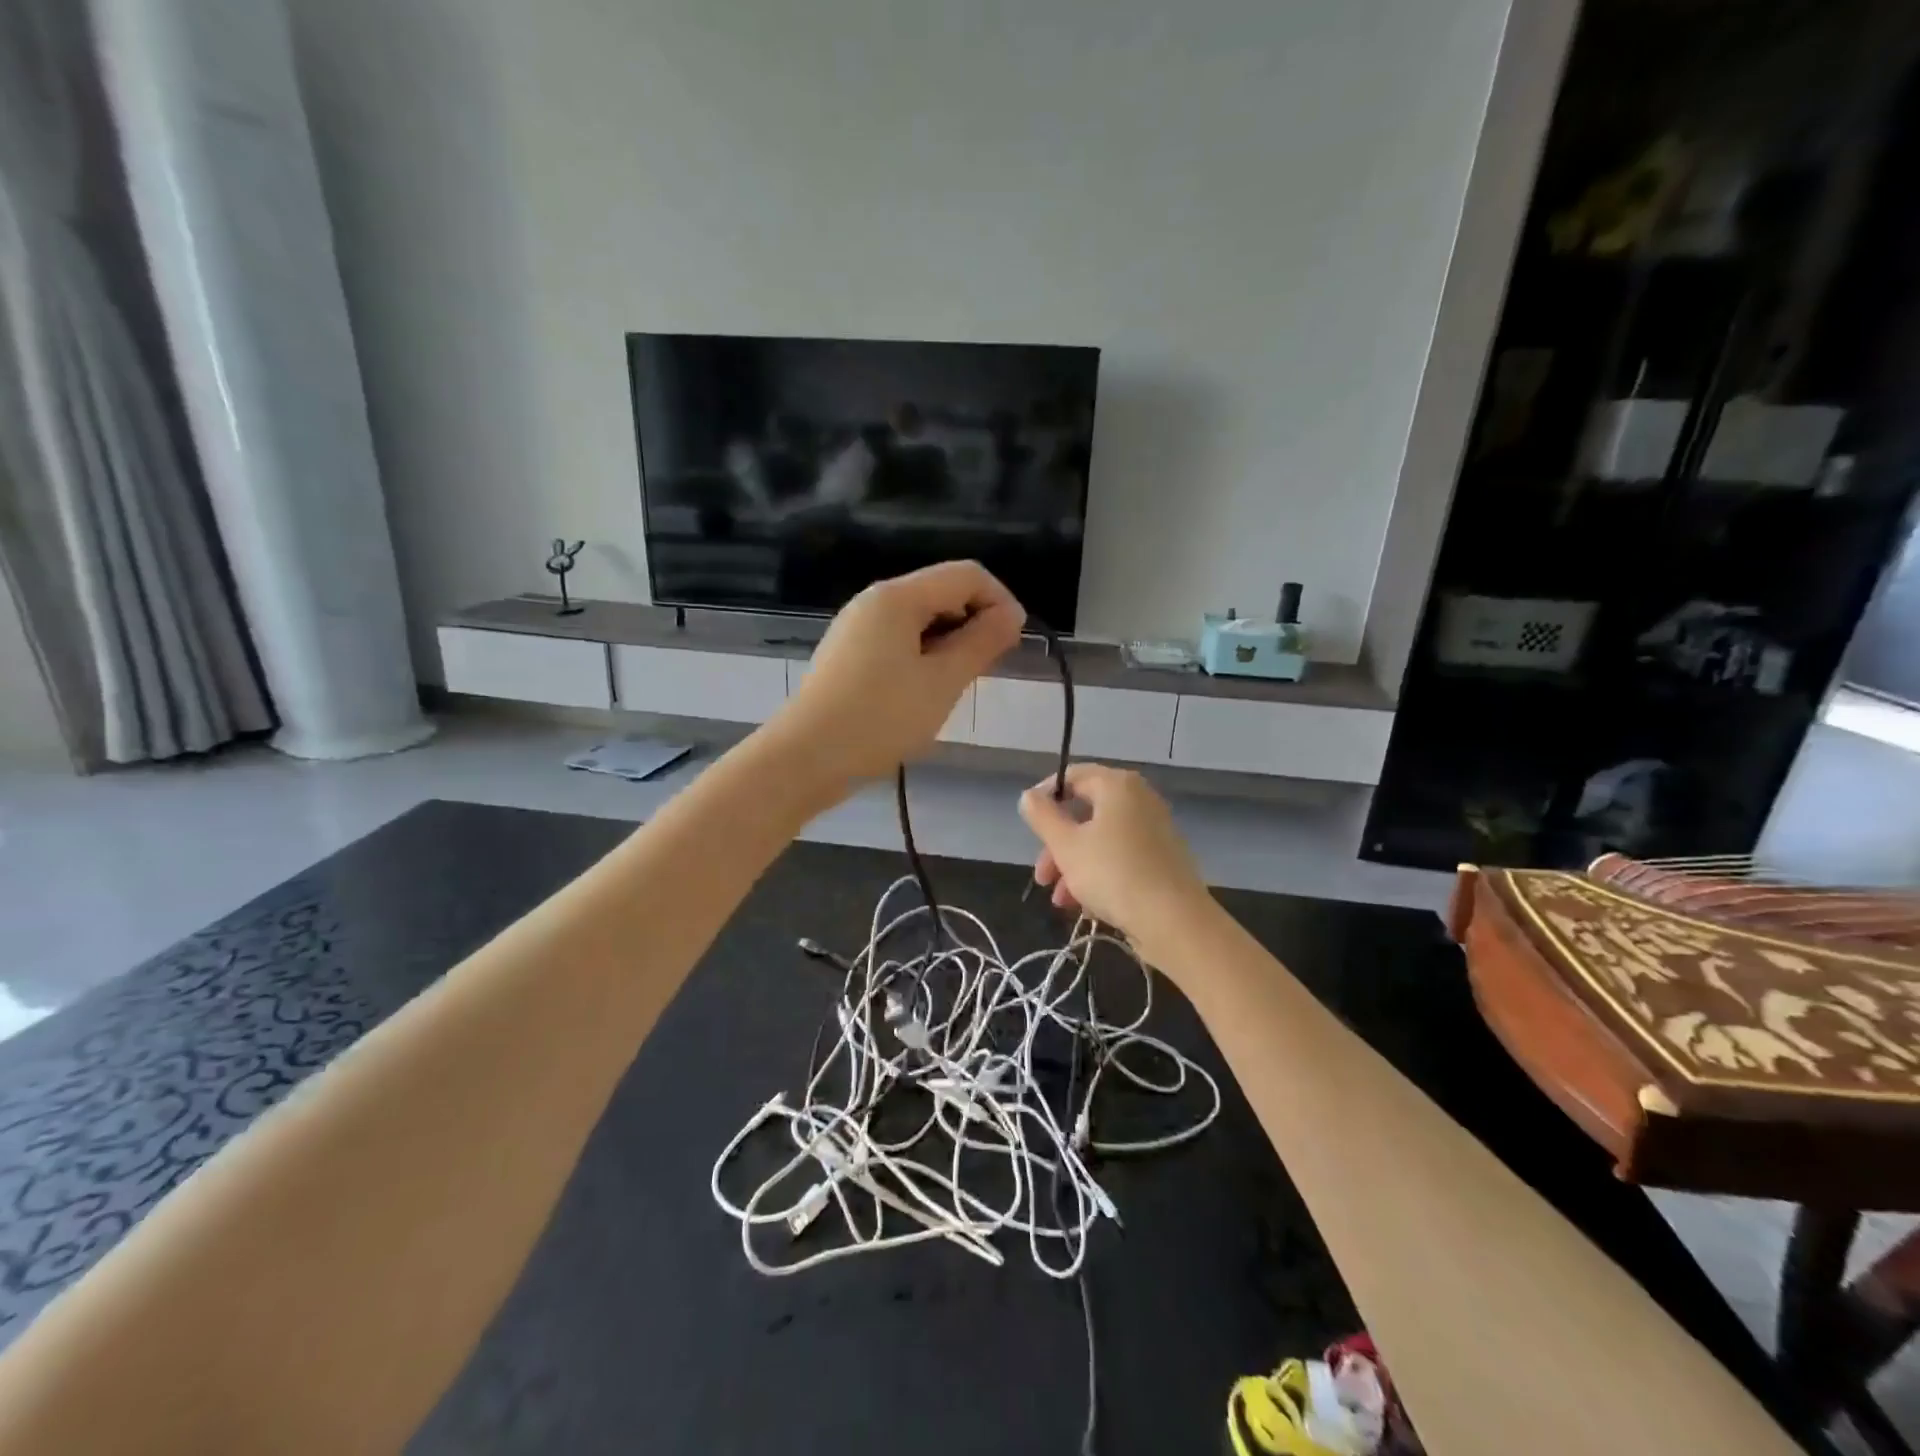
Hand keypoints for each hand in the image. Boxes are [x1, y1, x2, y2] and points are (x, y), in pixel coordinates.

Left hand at [773, 561, 1024, 785]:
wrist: (805, 758)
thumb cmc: (880, 718)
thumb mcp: (942, 681)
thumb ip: (981, 642)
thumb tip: (1011, 614)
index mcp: (897, 597)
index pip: (966, 575)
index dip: (1000, 602)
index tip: (1014, 645)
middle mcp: (874, 601)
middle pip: (941, 593)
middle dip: (974, 623)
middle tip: (986, 672)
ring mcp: (857, 628)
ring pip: (920, 621)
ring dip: (949, 645)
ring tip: (956, 688)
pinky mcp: (848, 655)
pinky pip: (898, 642)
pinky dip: (923, 658)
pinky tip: (924, 694)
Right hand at [1019, 764, 1211, 953]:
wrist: (1174, 921)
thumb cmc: (1113, 874)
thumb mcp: (1066, 845)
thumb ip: (1042, 816)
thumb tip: (1029, 796)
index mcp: (1117, 786)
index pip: (1072, 776)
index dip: (1045, 797)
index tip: (1028, 824)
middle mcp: (1139, 799)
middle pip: (1085, 813)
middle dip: (1057, 845)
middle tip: (1042, 877)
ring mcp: (1154, 829)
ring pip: (1101, 840)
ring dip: (1074, 866)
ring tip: (1061, 901)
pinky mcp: (1163, 859)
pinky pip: (1121, 857)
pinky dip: (1100, 874)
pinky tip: (1087, 906)